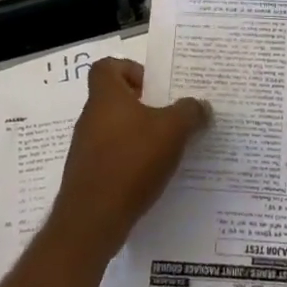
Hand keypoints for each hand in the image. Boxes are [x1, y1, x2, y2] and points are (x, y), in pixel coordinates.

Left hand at [46, 58, 209, 256]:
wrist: (92, 219)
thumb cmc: (131, 161)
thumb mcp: (173, 130)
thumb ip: (190, 112)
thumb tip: (200, 106)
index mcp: (106, 97)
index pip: (107, 66)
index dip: (130, 69)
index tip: (153, 87)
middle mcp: (90, 118)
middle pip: (115, 99)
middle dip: (143, 106)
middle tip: (170, 118)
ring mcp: (85, 148)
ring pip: (114, 130)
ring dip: (138, 135)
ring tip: (167, 149)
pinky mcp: (87, 175)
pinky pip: (112, 157)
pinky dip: (130, 161)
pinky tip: (152, 176)